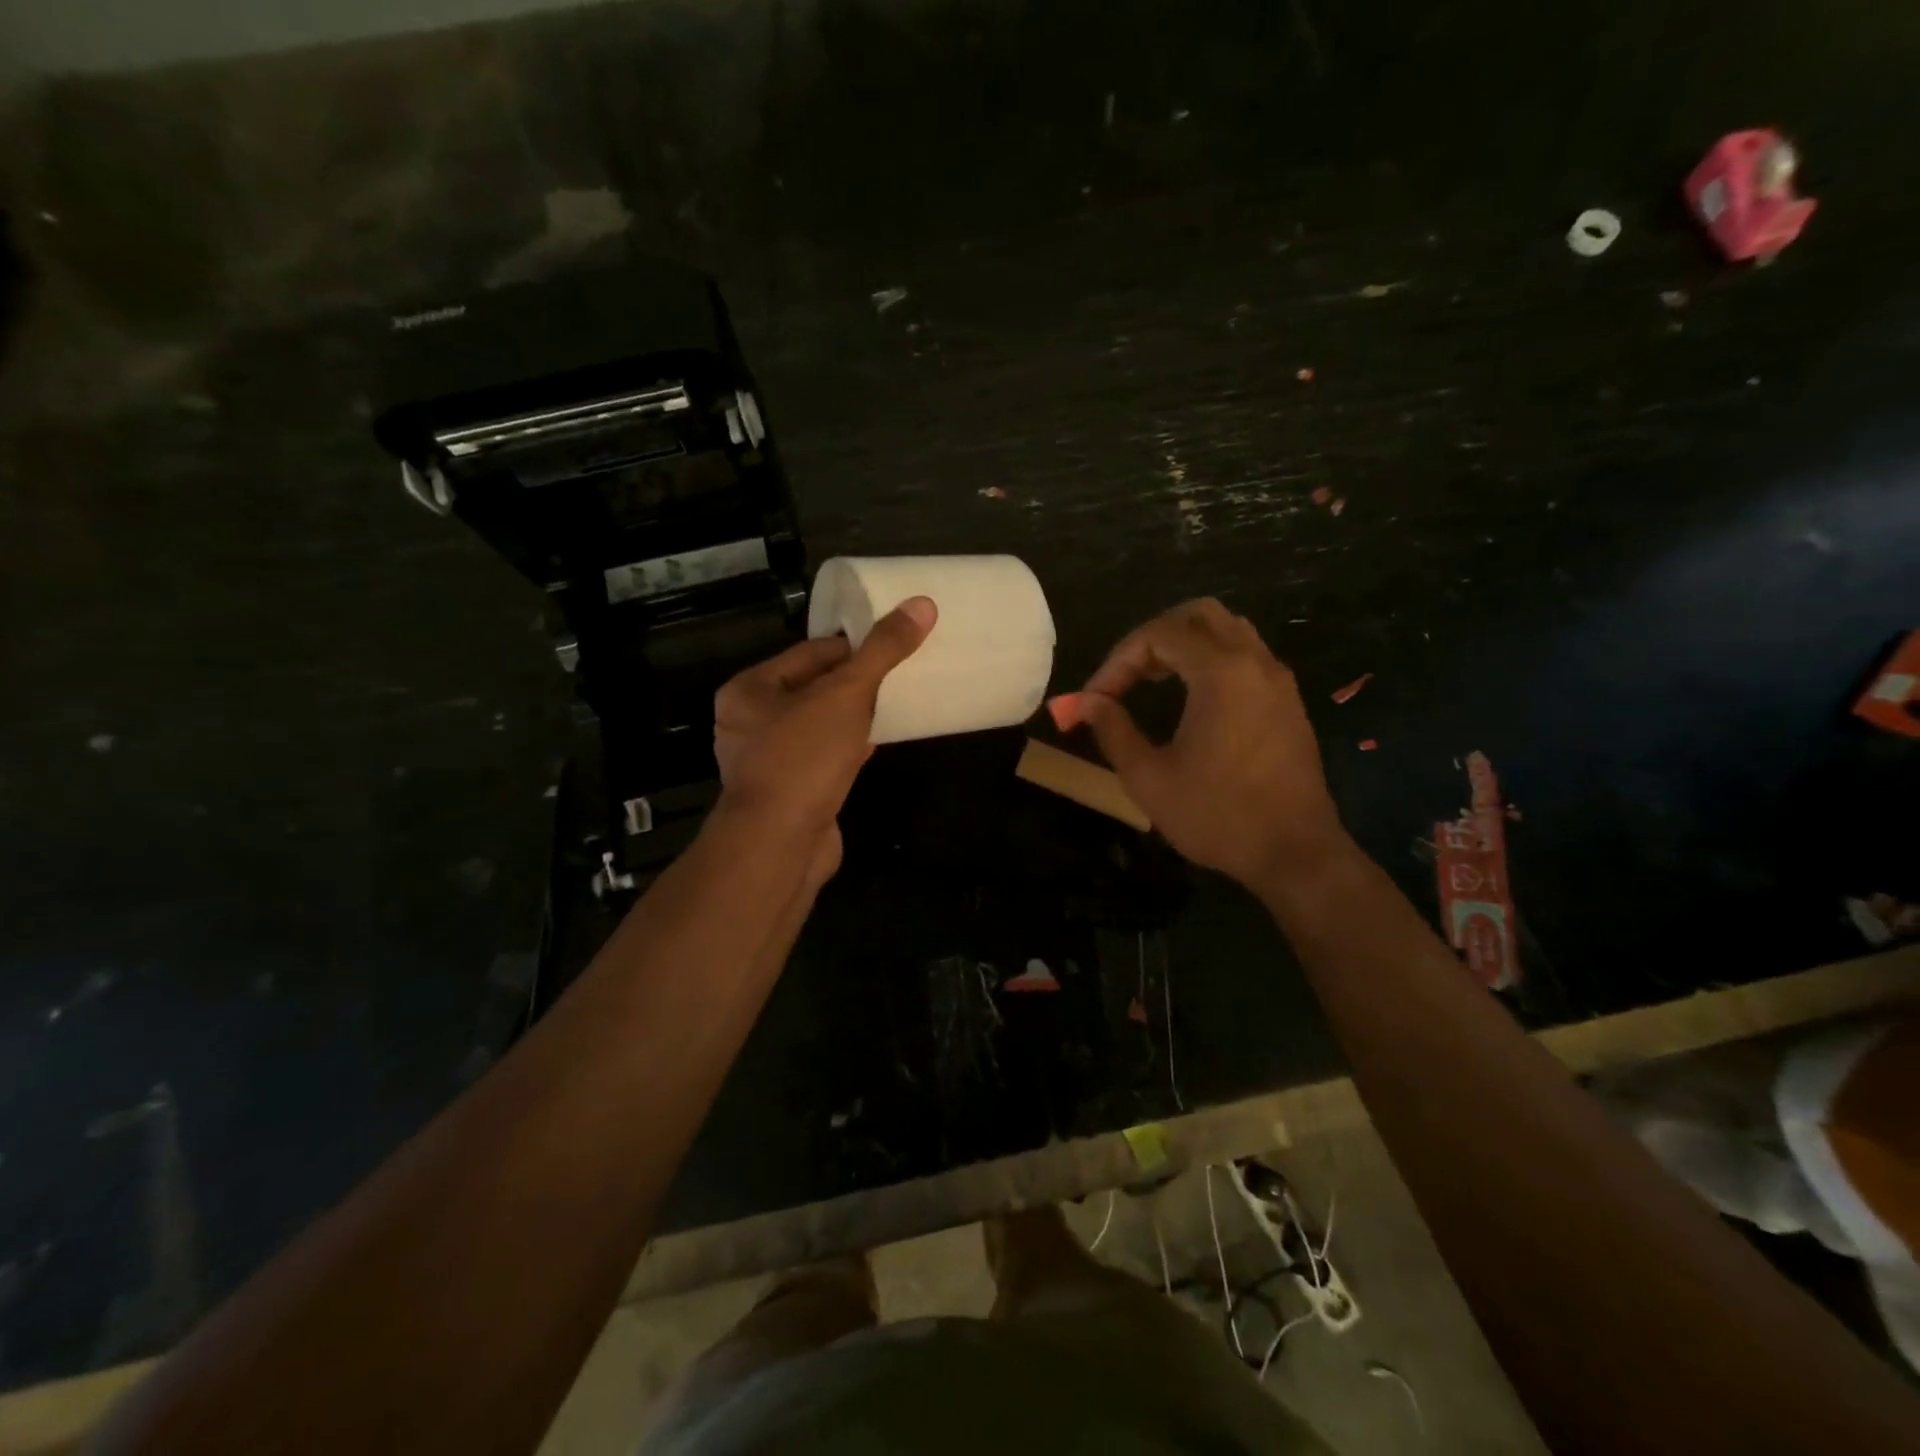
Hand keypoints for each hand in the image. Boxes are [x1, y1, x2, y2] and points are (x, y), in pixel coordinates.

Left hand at [712, 598, 935, 886]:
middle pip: (813, 688)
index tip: (894, 643)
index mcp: (748, 690)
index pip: (809, 652)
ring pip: (819, 725)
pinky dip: (848, 748)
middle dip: (855, 682)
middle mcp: (749, 722)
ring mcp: (768, 761)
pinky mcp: (789, 793)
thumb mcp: (846, 695)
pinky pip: (822, 758)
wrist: (781, 845)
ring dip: (853, 716)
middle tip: (900, 673)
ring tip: (895, 703)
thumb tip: (922, 604)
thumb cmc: (803, 758)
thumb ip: (881, 651)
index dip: (853, 646)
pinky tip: (877, 742)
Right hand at [1076, 599, 1346, 888]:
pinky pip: (1248, 655)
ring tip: (1155, 680)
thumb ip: (1113, 729)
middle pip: (1199, 615)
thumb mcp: (1148, 777)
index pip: (1158, 635)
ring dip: (1186, 644)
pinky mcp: (1289, 702)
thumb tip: (1083, 702)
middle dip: (1153, 637)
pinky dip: (1214, 659)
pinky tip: (1194, 699)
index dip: (1117, 661)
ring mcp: (1278, 680)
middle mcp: (1255, 662)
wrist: (1294, 853)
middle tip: (1128, 676)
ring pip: (1229, 630)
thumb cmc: (1217, 815)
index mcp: (1221, 673)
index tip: (1095, 700)